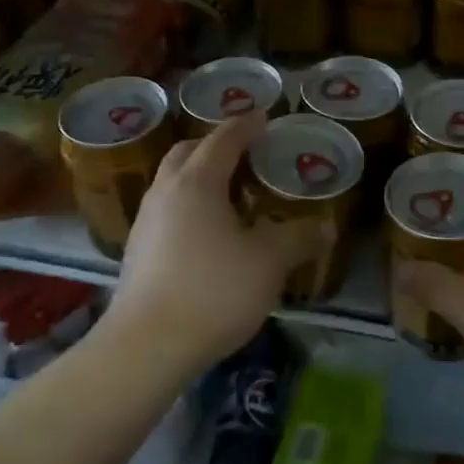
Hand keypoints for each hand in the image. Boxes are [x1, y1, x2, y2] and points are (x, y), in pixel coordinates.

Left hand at [109, 111, 326, 374]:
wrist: (146, 346)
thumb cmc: (213, 290)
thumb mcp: (269, 262)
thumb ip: (299, 238)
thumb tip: (326, 227)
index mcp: (197, 182)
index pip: (224, 139)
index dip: (247, 126)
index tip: (265, 117)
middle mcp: (165, 192)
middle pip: (188, 152)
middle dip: (216, 145)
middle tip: (245, 153)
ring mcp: (145, 222)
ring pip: (172, 181)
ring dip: (198, 175)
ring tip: (229, 192)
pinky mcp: (137, 251)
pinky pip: (166, 210)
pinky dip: (188, 205)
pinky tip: (207, 233)